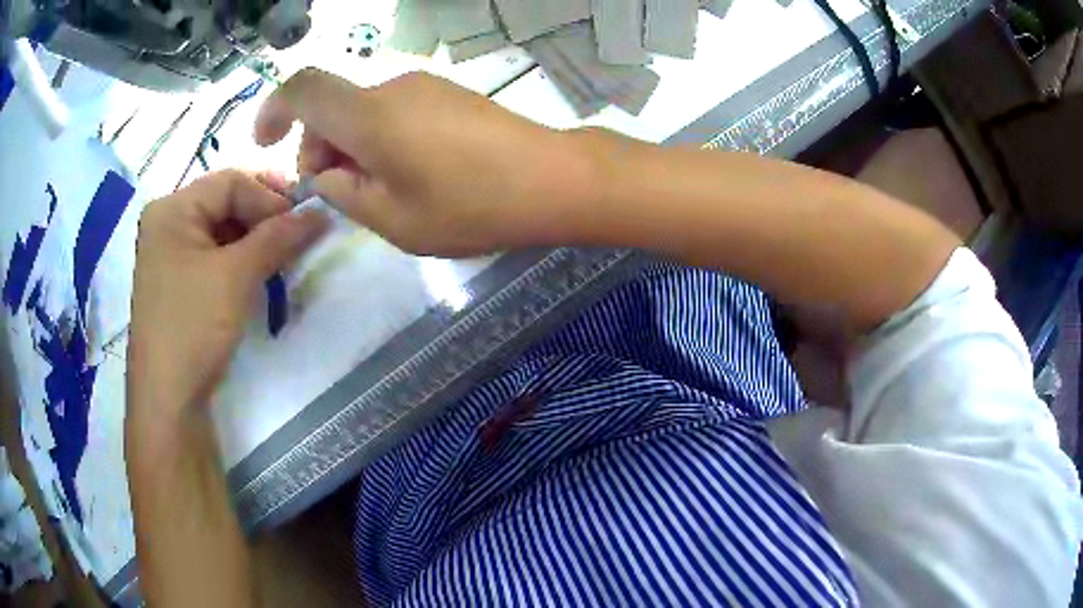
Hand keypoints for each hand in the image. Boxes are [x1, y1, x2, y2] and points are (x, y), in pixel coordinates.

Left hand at [127, 171, 324, 424]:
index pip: (230, 182)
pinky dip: (240, 261)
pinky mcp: (179, 282)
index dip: (269, 196)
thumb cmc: (193, 326)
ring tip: (283, 258)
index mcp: (172, 209)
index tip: (304, 219)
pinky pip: (214, 256)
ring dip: (255, 240)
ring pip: (222, 231)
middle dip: (263, 217)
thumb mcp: (237, 275)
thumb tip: (322, 211)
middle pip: (224, 203)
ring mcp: (171, 255)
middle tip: (298, 236)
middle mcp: (168, 224)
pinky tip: (260, 274)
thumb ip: (279, 237)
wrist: (168, 398)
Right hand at [253, 69, 598, 256]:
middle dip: (319, 148)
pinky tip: (411, 173)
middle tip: (339, 194)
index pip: (303, 89)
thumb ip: (345, 194)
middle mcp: (391, 87)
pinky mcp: (447, 94)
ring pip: (363, 111)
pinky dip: (381, 138)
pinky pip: (393, 110)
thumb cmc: (470, 205)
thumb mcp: (392, 219)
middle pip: (332, 106)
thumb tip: (326, 174)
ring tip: (382, 192)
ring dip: (352, 147)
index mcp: (368, 115)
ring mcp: (424, 86)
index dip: (273, 110)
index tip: (268, 143)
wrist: (552, 178)